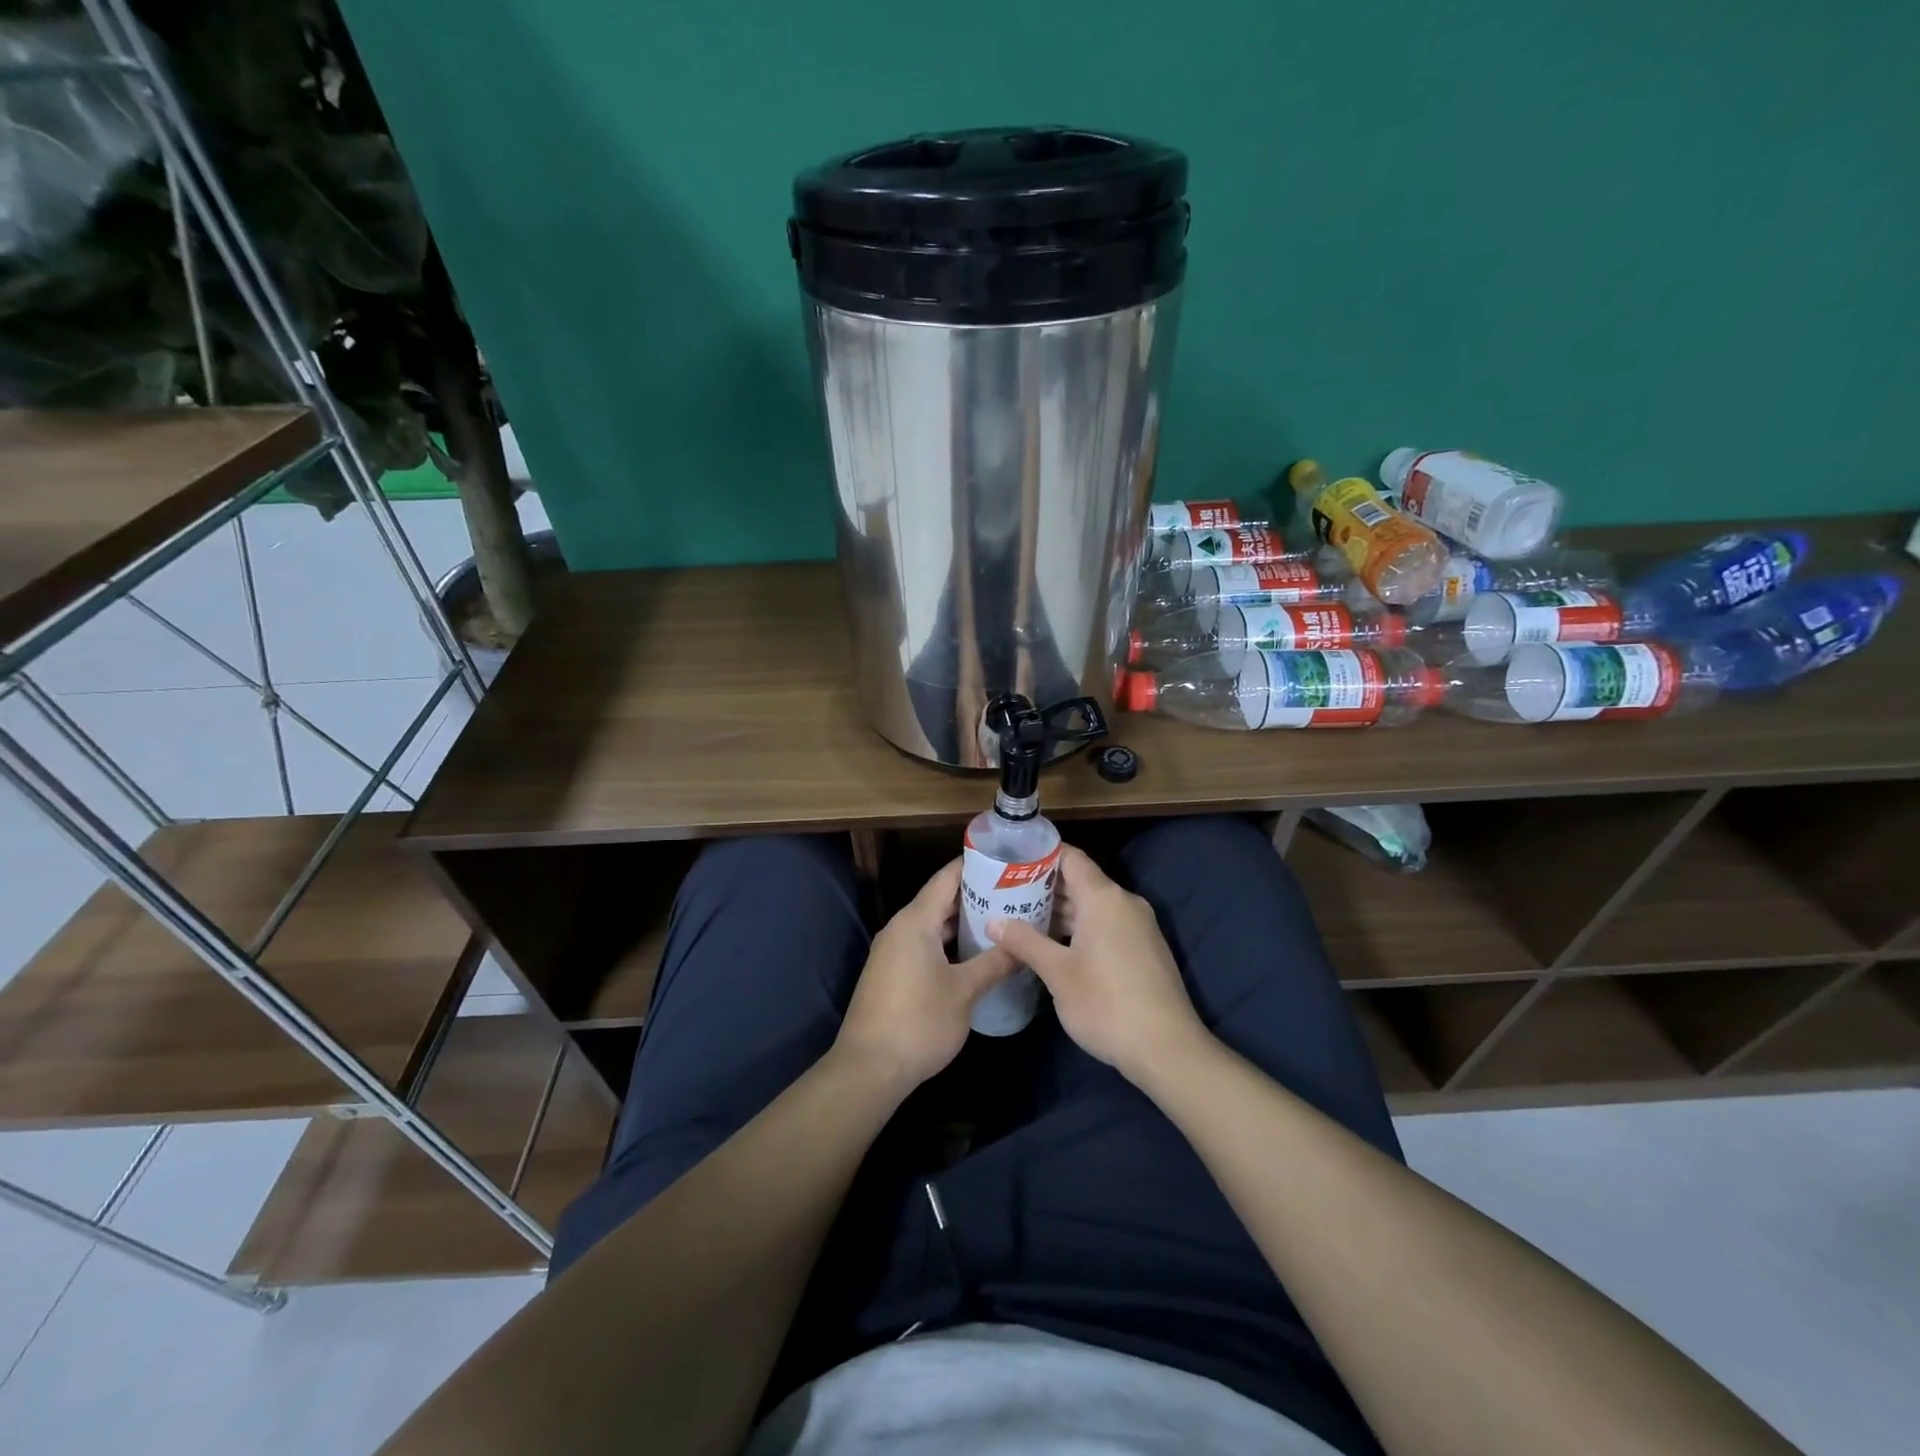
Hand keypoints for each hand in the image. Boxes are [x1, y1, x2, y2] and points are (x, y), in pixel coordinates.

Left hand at [835, 858, 1015, 1091]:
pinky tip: (976, 953)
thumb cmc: (918, 1022)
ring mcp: (894, 951)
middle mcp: (901, 928)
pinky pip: (925, 944)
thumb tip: (1021, 946)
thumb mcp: (964, 992)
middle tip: (1015, 894)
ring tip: (1003, 921)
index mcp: (915, 921)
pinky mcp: (893, 973)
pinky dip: (950, 942)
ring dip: (963, 922)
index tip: (1006, 862)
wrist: (869, 1068)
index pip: (947, 878)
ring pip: (933, 925)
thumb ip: (994, 963)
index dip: (975, 866)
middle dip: (976, 896)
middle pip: (940, 899)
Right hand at [988, 845, 1207, 1083]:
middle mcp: (1124, 902)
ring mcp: (1138, 926)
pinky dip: (1079, 927)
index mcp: (1103, 897)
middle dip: (1043, 886)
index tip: (1010, 862)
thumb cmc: (1106, 1004)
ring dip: (1060, 910)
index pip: (1070, 857)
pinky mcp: (1144, 948)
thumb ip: (1024, 942)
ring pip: (1093, 905)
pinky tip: (1054, 944)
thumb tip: (993, 922)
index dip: (1040, 855)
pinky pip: (1106, 924)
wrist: (1167, 1048)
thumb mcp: (1057, 973)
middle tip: (1005, 894)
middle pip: (1080, 880)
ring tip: (1021, 918)